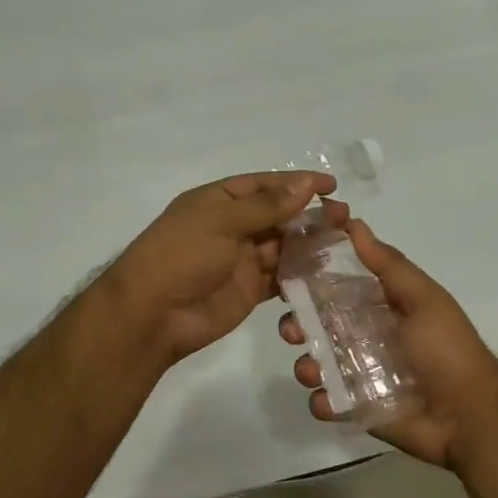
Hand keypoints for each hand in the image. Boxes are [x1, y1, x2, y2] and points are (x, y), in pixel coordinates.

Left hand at [108, 171, 334, 364]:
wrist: (153, 314)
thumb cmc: (182, 255)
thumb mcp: (221, 221)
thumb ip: (266, 206)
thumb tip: (305, 184)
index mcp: (218, 201)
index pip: (263, 185)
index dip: (296, 183)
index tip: (330, 185)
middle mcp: (231, 227)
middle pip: (277, 215)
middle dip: (309, 214)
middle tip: (344, 217)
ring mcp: (240, 260)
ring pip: (282, 246)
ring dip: (309, 243)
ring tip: (342, 241)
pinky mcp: (249, 290)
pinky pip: (280, 277)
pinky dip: (300, 273)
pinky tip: (325, 270)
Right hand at [278, 219, 497, 469]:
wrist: (470, 416)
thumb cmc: (447, 350)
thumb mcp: (423, 299)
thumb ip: (388, 264)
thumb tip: (354, 223)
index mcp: (380, 308)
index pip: (336, 287)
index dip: (310, 279)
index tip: (287, 270)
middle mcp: (365, 337)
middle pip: (318, 325)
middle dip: (297, 324)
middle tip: (292, 329)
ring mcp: (360, 374)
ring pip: (316, 363)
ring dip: (305, 364)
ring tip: (312, 370)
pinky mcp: (357, 409)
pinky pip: (327, 402)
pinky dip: (321, 401)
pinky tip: (329, 400)